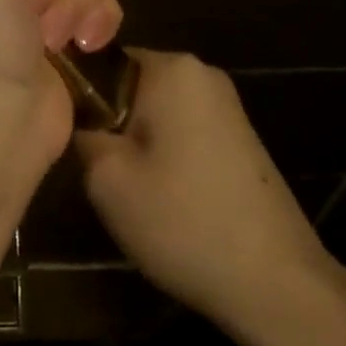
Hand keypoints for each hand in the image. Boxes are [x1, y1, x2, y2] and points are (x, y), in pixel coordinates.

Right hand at [74, 49, 335, 326]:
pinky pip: (181, 131)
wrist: (276, 282)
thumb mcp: (107, 178)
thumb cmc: (183, 221)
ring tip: (131, 191)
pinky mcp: (239, 137)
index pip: (100, 62)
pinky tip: (165, 199)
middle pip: (128, 87)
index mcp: (171, 68)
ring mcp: (226, 105)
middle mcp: (202, 72)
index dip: (76, 98)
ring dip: (135, 144)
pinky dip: (164, 157)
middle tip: (100, 172)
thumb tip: (75, 113)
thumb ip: (80, 130)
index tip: (68, 138)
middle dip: (109, 123)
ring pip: (153, 112)